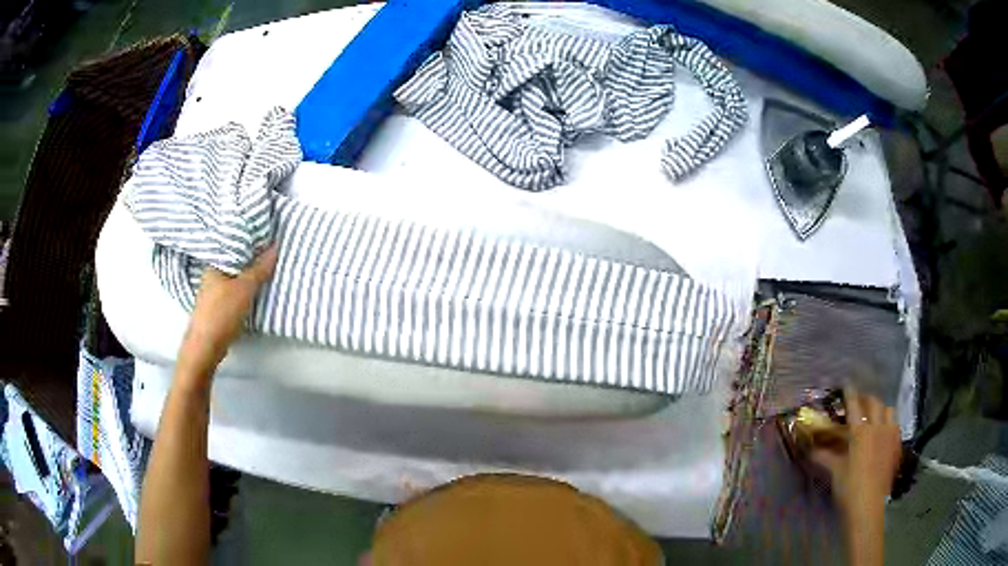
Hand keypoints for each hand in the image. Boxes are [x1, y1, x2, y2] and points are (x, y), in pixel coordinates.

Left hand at [176, 246, 278, 384]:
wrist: (205, 346)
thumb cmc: (222, 313)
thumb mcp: (245, 289)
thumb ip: (259, 269)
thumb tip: (274, 247)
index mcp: (215, 264)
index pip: (234, 245)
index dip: (250, 242)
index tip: (267, 239)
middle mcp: (211, 274)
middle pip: (234, 262)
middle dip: (250, 259)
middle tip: (270, 254)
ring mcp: (212, 291)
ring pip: (234, 278)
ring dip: (247, 276)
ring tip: (265, 272)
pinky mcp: (216, 307)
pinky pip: (233, 291)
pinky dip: (243, 290)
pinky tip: (253, 292)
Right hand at [811, 387, 901, 515]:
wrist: (868, 506)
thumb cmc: (848, 488)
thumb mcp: (835, 471)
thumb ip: (825, 456)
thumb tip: (810, 448)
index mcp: (860, 431)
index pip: (855, 404)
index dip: (850, 392)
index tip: (846, 384)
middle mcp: (877, 427)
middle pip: (874, 402)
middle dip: (866, 399)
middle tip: (858, 402)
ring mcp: (890, 435)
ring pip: (888, 410)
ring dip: (880, 409)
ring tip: (874, 416)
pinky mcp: (896, 445)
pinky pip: (895, 425)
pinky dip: (889, 423)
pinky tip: (883, 433)